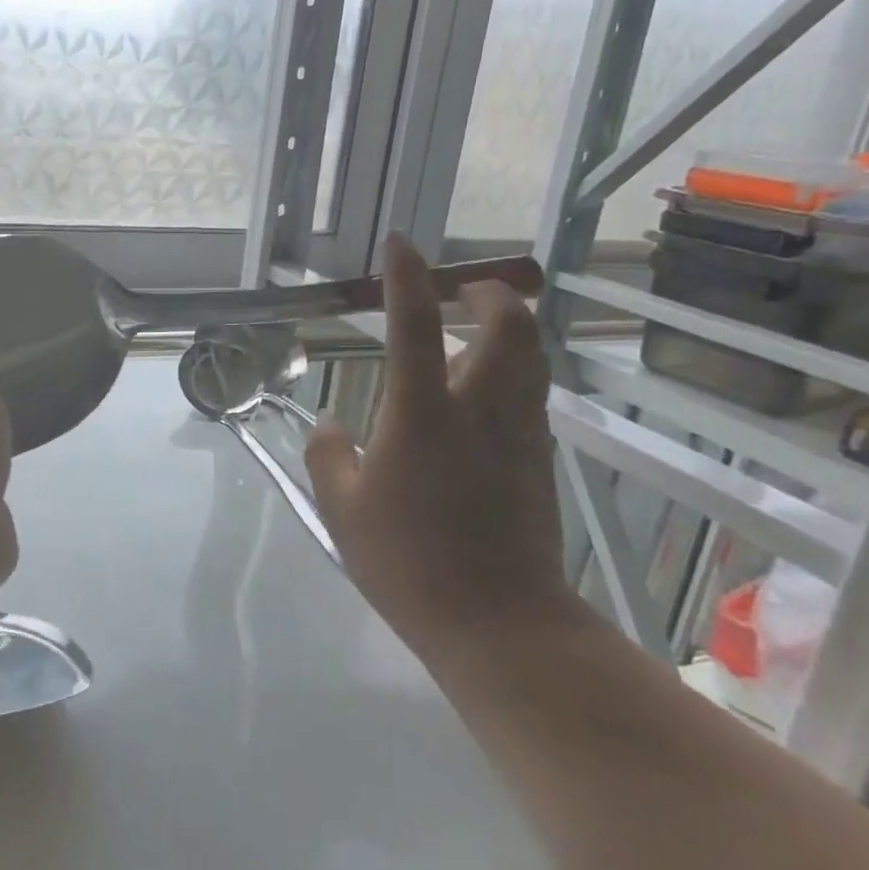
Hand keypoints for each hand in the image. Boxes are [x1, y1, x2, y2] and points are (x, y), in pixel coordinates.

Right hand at [305, 234, 565, 655]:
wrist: (501, 625)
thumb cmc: (408, 562)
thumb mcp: (343, 509)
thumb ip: (329, 457)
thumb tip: (330, 425)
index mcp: (423, 415)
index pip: (415, 327)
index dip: (406, 278)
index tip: (400, 244)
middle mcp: (480, 411)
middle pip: (510, 328)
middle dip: (491, 295)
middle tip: (467, 290)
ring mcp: (519, 436)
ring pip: (531, 359)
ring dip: (510, 330)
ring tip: (478, 331)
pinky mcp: (538, 462)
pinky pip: (531, 397)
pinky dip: (512, 373)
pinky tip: (483, 396)